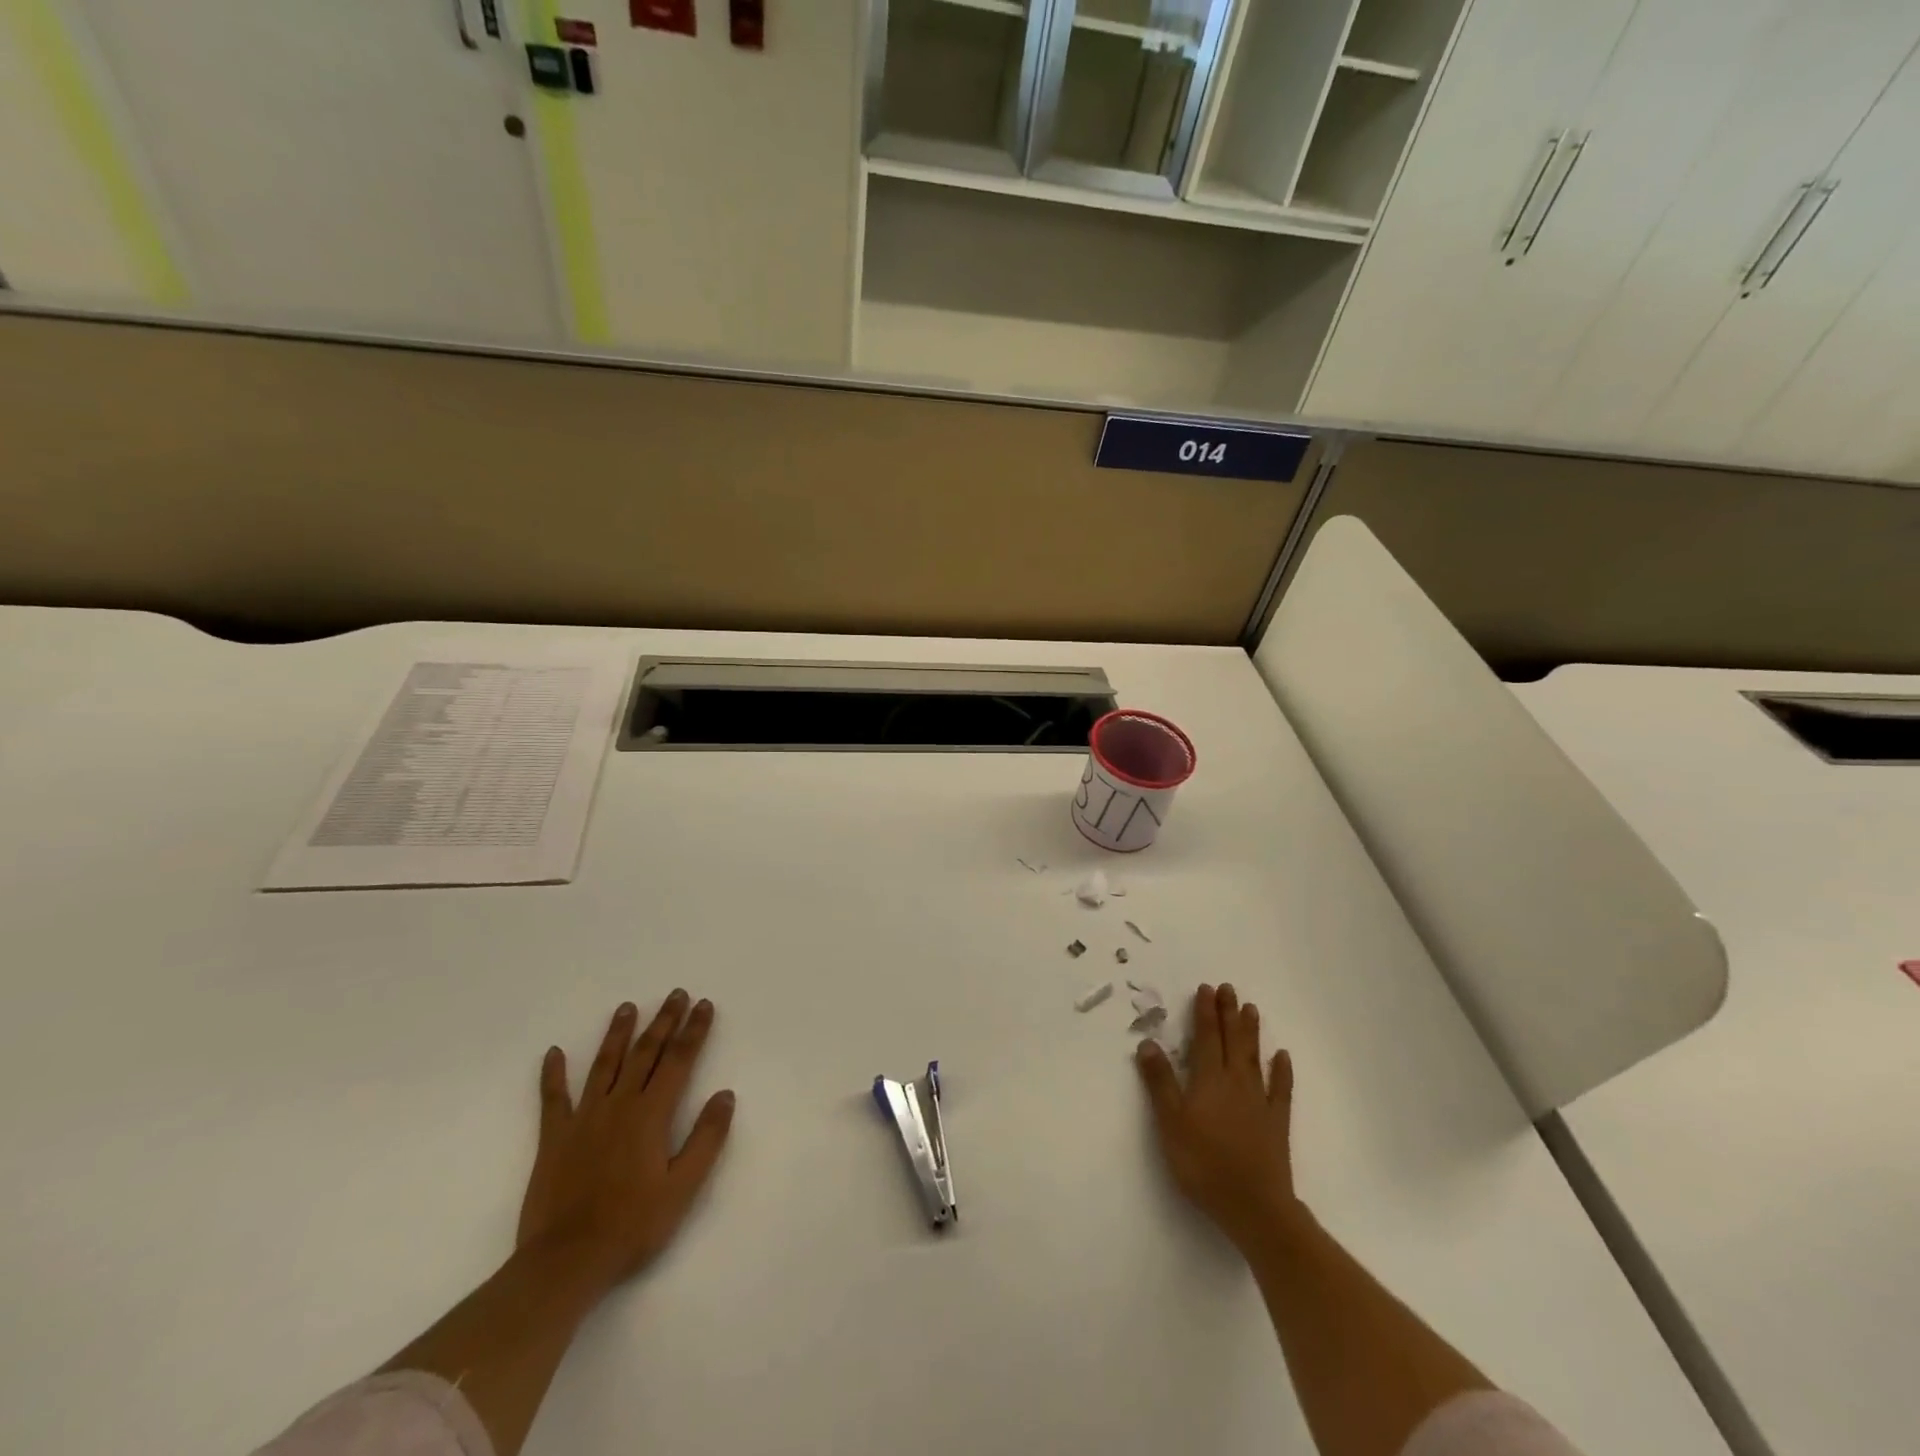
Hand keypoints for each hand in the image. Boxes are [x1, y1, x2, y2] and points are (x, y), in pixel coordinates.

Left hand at [516, 992, 735, 1292]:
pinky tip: (554, 1053)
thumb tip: (725, 1095)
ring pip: (604, 1065)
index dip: (694, 1030)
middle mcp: (619, 1105)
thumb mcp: (683, 1188)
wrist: (565, 1262)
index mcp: (651, 1114)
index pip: (679, 1060)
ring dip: (618, 1034)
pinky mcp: (554, 1138)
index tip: (704, 1005)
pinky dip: (553, 1074)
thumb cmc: (632, 1226)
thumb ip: (706, 1139)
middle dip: (663, 1021)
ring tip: (627, 1007)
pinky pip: (553, 1099)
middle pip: (645, 1053)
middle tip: (675, 994)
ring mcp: (584, 1118)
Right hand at [1136, 982, 1298, 1251]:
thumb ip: (1160, 1082)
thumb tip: (1149, 1042)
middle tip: (1228, 988)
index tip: (1206, 989)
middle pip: (1232, 1041)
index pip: (1206, 1038)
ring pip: (1254, 1058)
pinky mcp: (1276, 1123)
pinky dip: (1281, 1071)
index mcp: (1209, 1080)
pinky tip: (1282, 1056)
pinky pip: (1280, 1090)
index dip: (1205, 1012)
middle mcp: (1236, 1083)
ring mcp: (1259, 1102)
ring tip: (1251, 1009)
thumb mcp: (1170, 1123)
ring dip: (1252, 1032)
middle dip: (1228, 1013)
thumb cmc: (1204, 1164)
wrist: (1254, 1207)